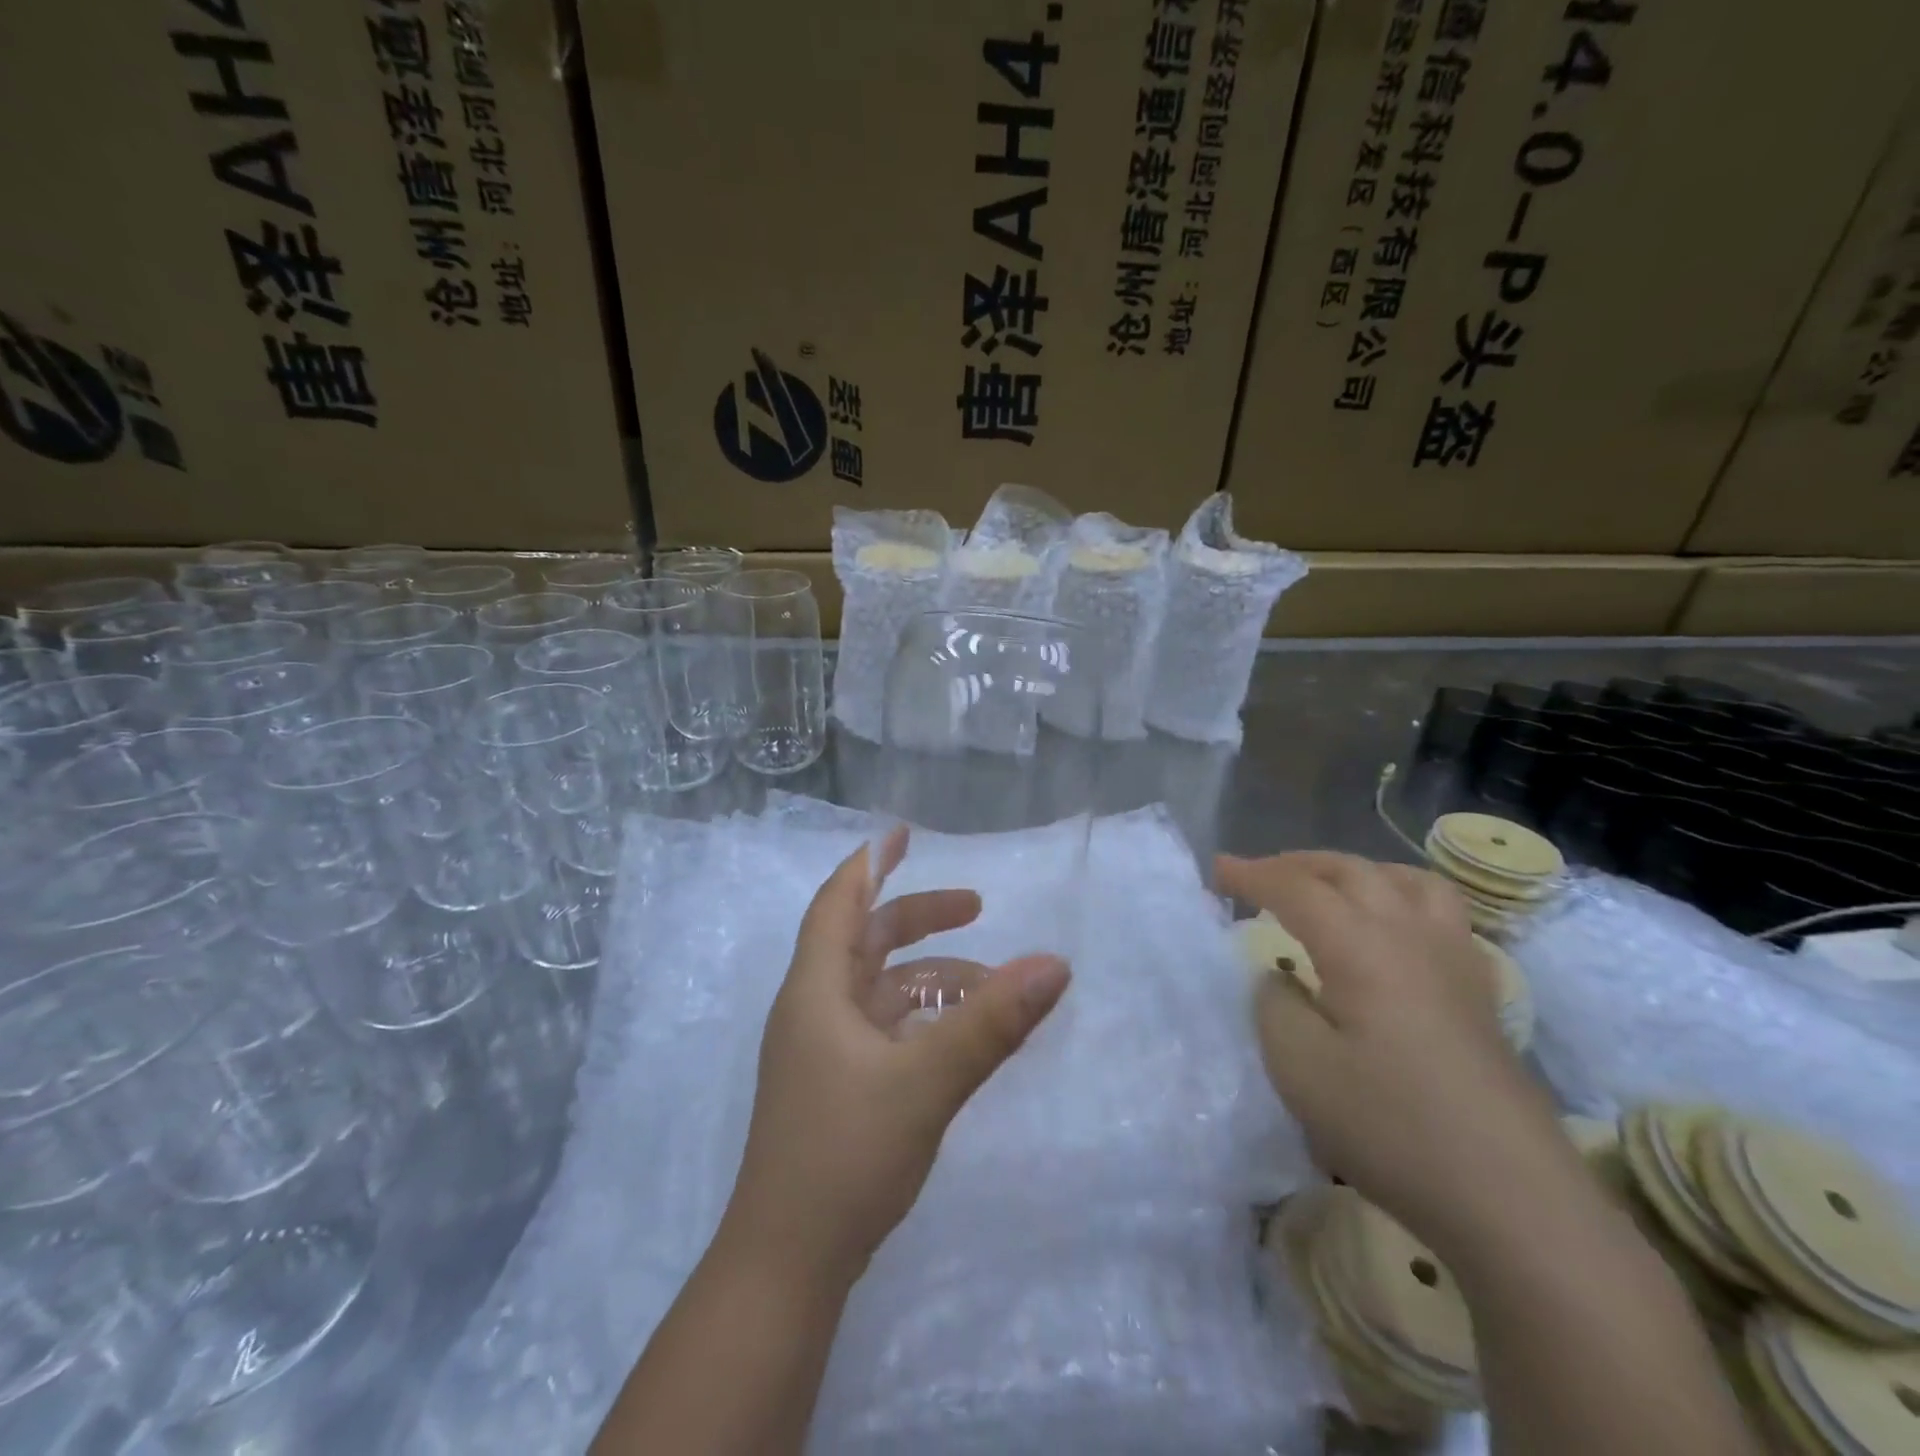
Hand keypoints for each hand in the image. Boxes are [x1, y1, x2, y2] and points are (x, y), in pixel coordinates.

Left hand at [720, 828, 1071, 1289]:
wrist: (787, 1265)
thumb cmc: (844, 1155)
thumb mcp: (926, 1081)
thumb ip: (991, 1023)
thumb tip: (1055, 964)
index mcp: (816, 990)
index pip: (839, 902)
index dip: (870, 862)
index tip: (903, 832)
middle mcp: (814, 1009)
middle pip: (866, 940)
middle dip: (919, 917)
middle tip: (976, 908)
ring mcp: (823, 1051)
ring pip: (881, 989)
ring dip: (931, 978)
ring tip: (991, 987)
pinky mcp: (837, 1086)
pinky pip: (885, 1028)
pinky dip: (923, 1018)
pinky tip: (961, 1036)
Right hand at [1217, 851, 1571, 1256]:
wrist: (1513, 1199)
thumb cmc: (1392, 1128)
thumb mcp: (1300, 1069)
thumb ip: (1274, 1006)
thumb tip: (1279, 977)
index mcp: (1362, 947)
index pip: (1297, 889)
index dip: (1252, 875)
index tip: (1216, 870)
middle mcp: (1411, 936)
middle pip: (1351, 871)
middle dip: (1297, 864)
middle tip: (1259, 876)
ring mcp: (1454, 961)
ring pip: (1405, 880)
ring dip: (1355, 871)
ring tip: (1327, 888)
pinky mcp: (1478, 992)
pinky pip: (1439, 911)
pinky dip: (1399, 896)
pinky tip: (1389, 930)